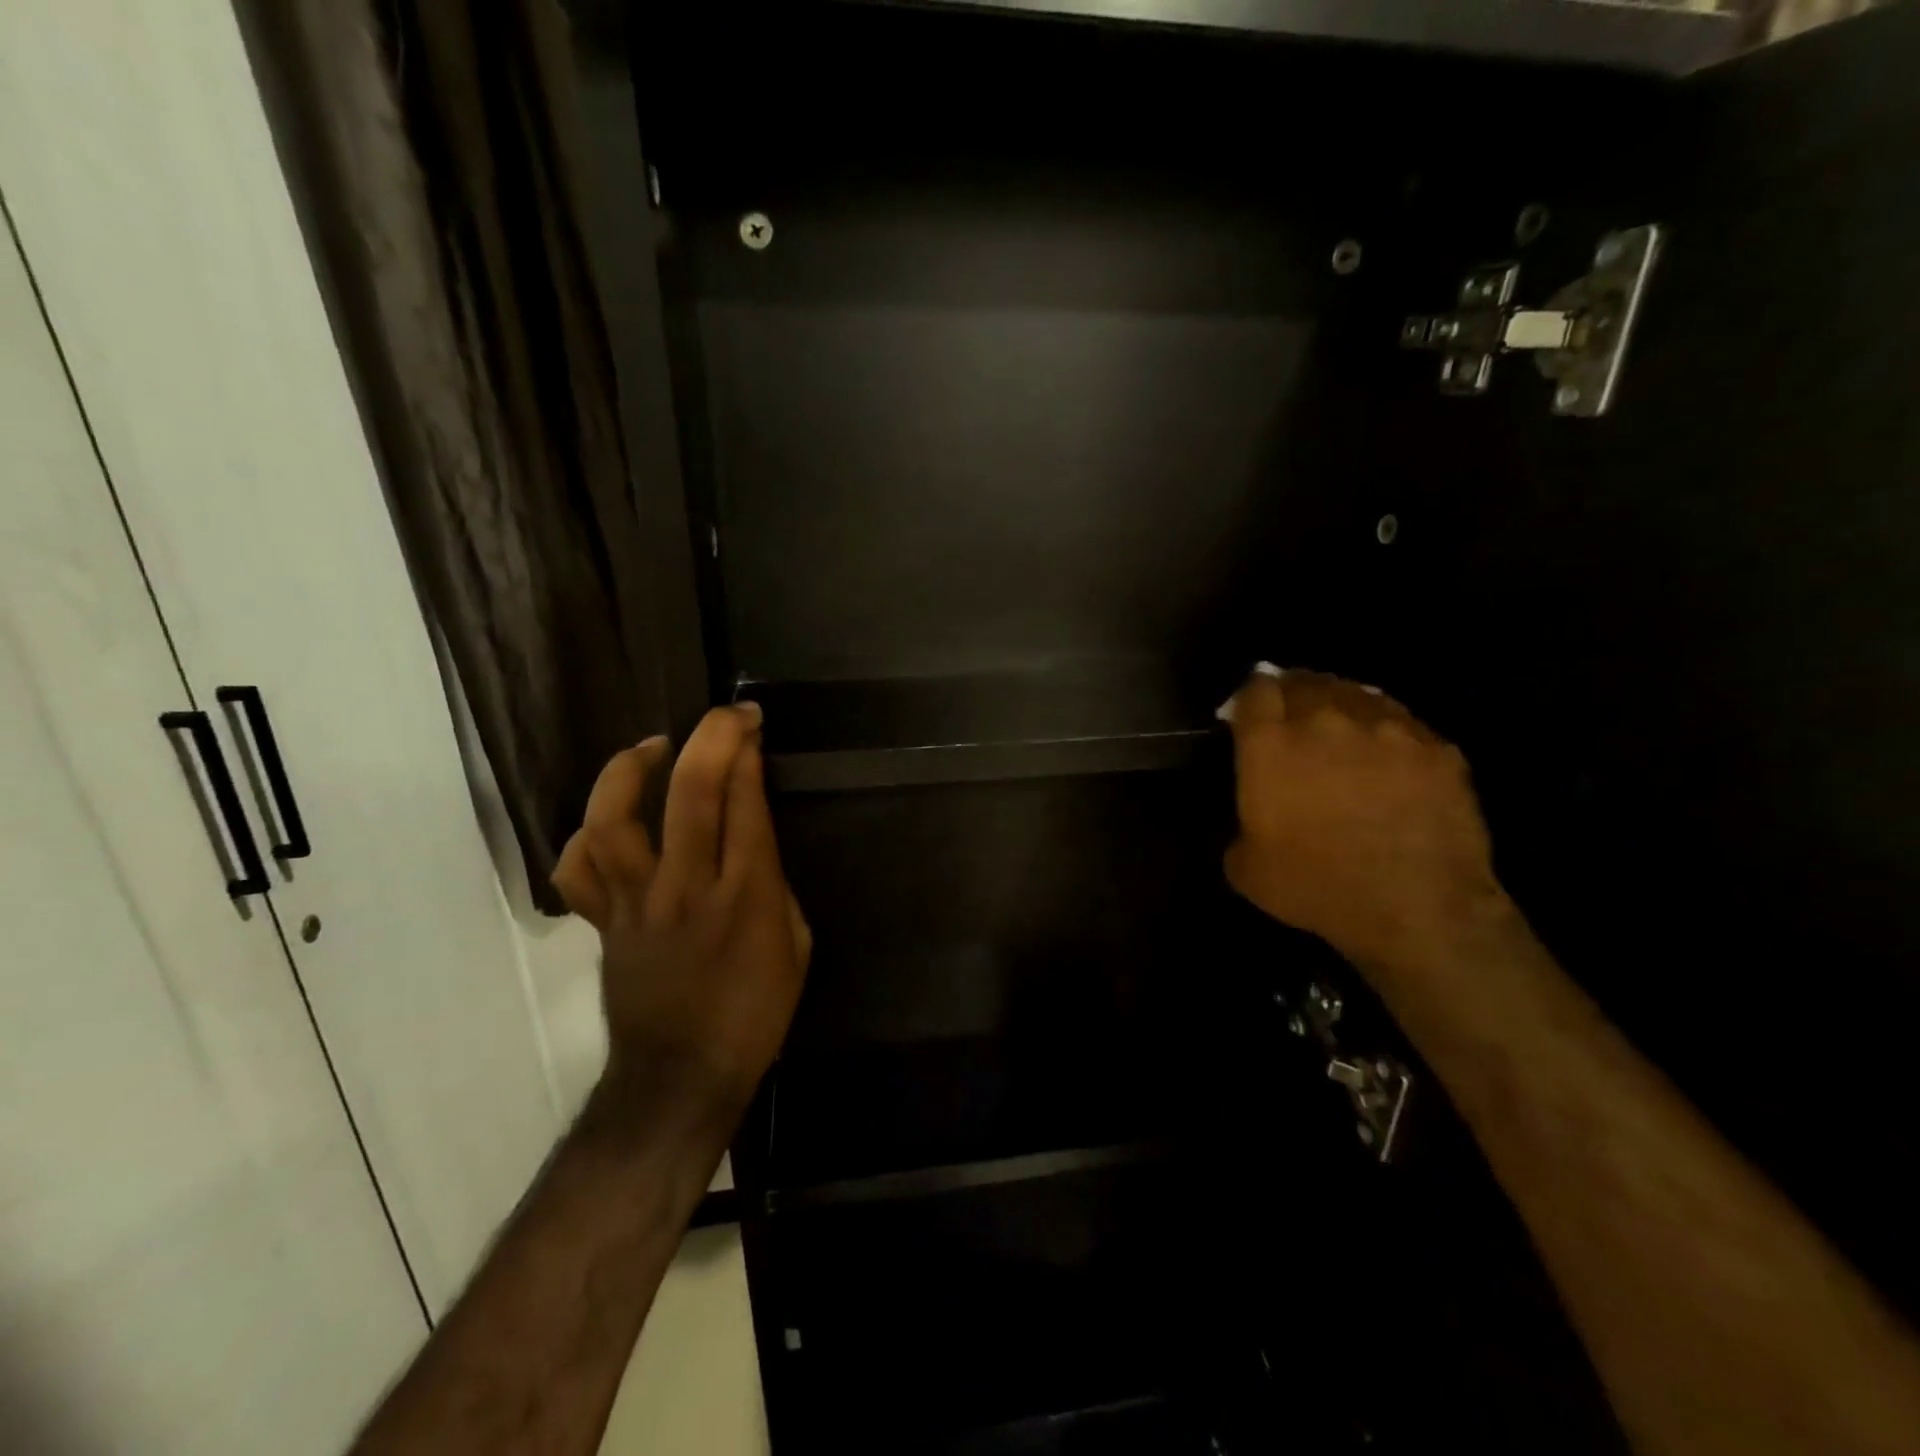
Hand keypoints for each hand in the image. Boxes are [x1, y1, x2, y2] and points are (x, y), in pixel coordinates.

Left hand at [550, 704, 810, 1114]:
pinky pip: (578, 869)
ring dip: (632, 768)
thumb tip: (753, 849)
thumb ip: (775, 888)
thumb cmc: (755, 1014)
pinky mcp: (603, 922)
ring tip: (653, 747)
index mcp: (747, 896)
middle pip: (691, 792)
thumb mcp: (796, 946)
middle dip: (710, 738)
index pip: (744, 802)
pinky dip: (586, 835)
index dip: (747, 753)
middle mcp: (688, 887)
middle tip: (726, 717)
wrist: (681, 1077)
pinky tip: (609, 820)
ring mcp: (637, 903)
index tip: (751, 724)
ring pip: (616, 819)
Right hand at [1223, 669, 1502, 973]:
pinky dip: (1388, 733)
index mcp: (1271, 744)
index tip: (1250, 712)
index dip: (1251, 696)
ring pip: (1356, 693)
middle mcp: (1325, 720)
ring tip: (1343, 729)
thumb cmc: (1316, 886)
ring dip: (1341, 706)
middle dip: (1294, 693)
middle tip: (1293, 717)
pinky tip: (1389, 757)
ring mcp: (1387, 727)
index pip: (1255, 689)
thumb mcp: (1245, 866)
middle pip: (1305, 681)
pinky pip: (1403, 724)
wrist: (1417, 907)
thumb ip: (1241, 824)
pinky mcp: (1436, 746)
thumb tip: (1254, 818)